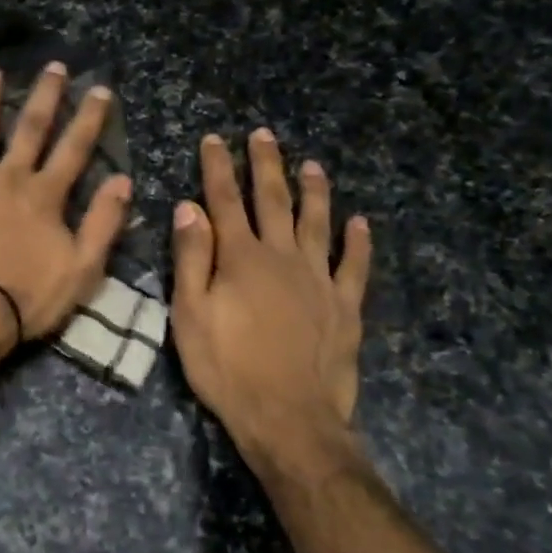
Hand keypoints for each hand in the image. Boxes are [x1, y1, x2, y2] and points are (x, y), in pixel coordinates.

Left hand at [0, 63, 131, 345]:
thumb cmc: (26, 298)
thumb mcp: (82, 270)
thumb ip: (103, 223)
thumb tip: (122, 180)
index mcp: (45, 195)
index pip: (74, 148)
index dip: (90, 117)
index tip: (100, 89)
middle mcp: (9, 176)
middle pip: (30, 127)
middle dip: (46, 95)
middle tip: (54, 66)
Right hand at [170, 131, 372, 480]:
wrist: (288, 418)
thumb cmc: (227, 368)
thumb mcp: (190, 315)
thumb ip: (192, 258)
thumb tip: (189, 208)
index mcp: (241, 258)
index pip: (226, 200)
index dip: (219, 168)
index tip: (214, 139)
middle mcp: (283, 257)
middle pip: (274, 201)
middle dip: (267, 165)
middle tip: (264, 135)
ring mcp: (319, 279)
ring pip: (318, 223)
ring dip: (314, 192)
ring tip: (313, 165)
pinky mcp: (345, 305)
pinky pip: (355, 265)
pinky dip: (359, 242)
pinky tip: (361, 223)